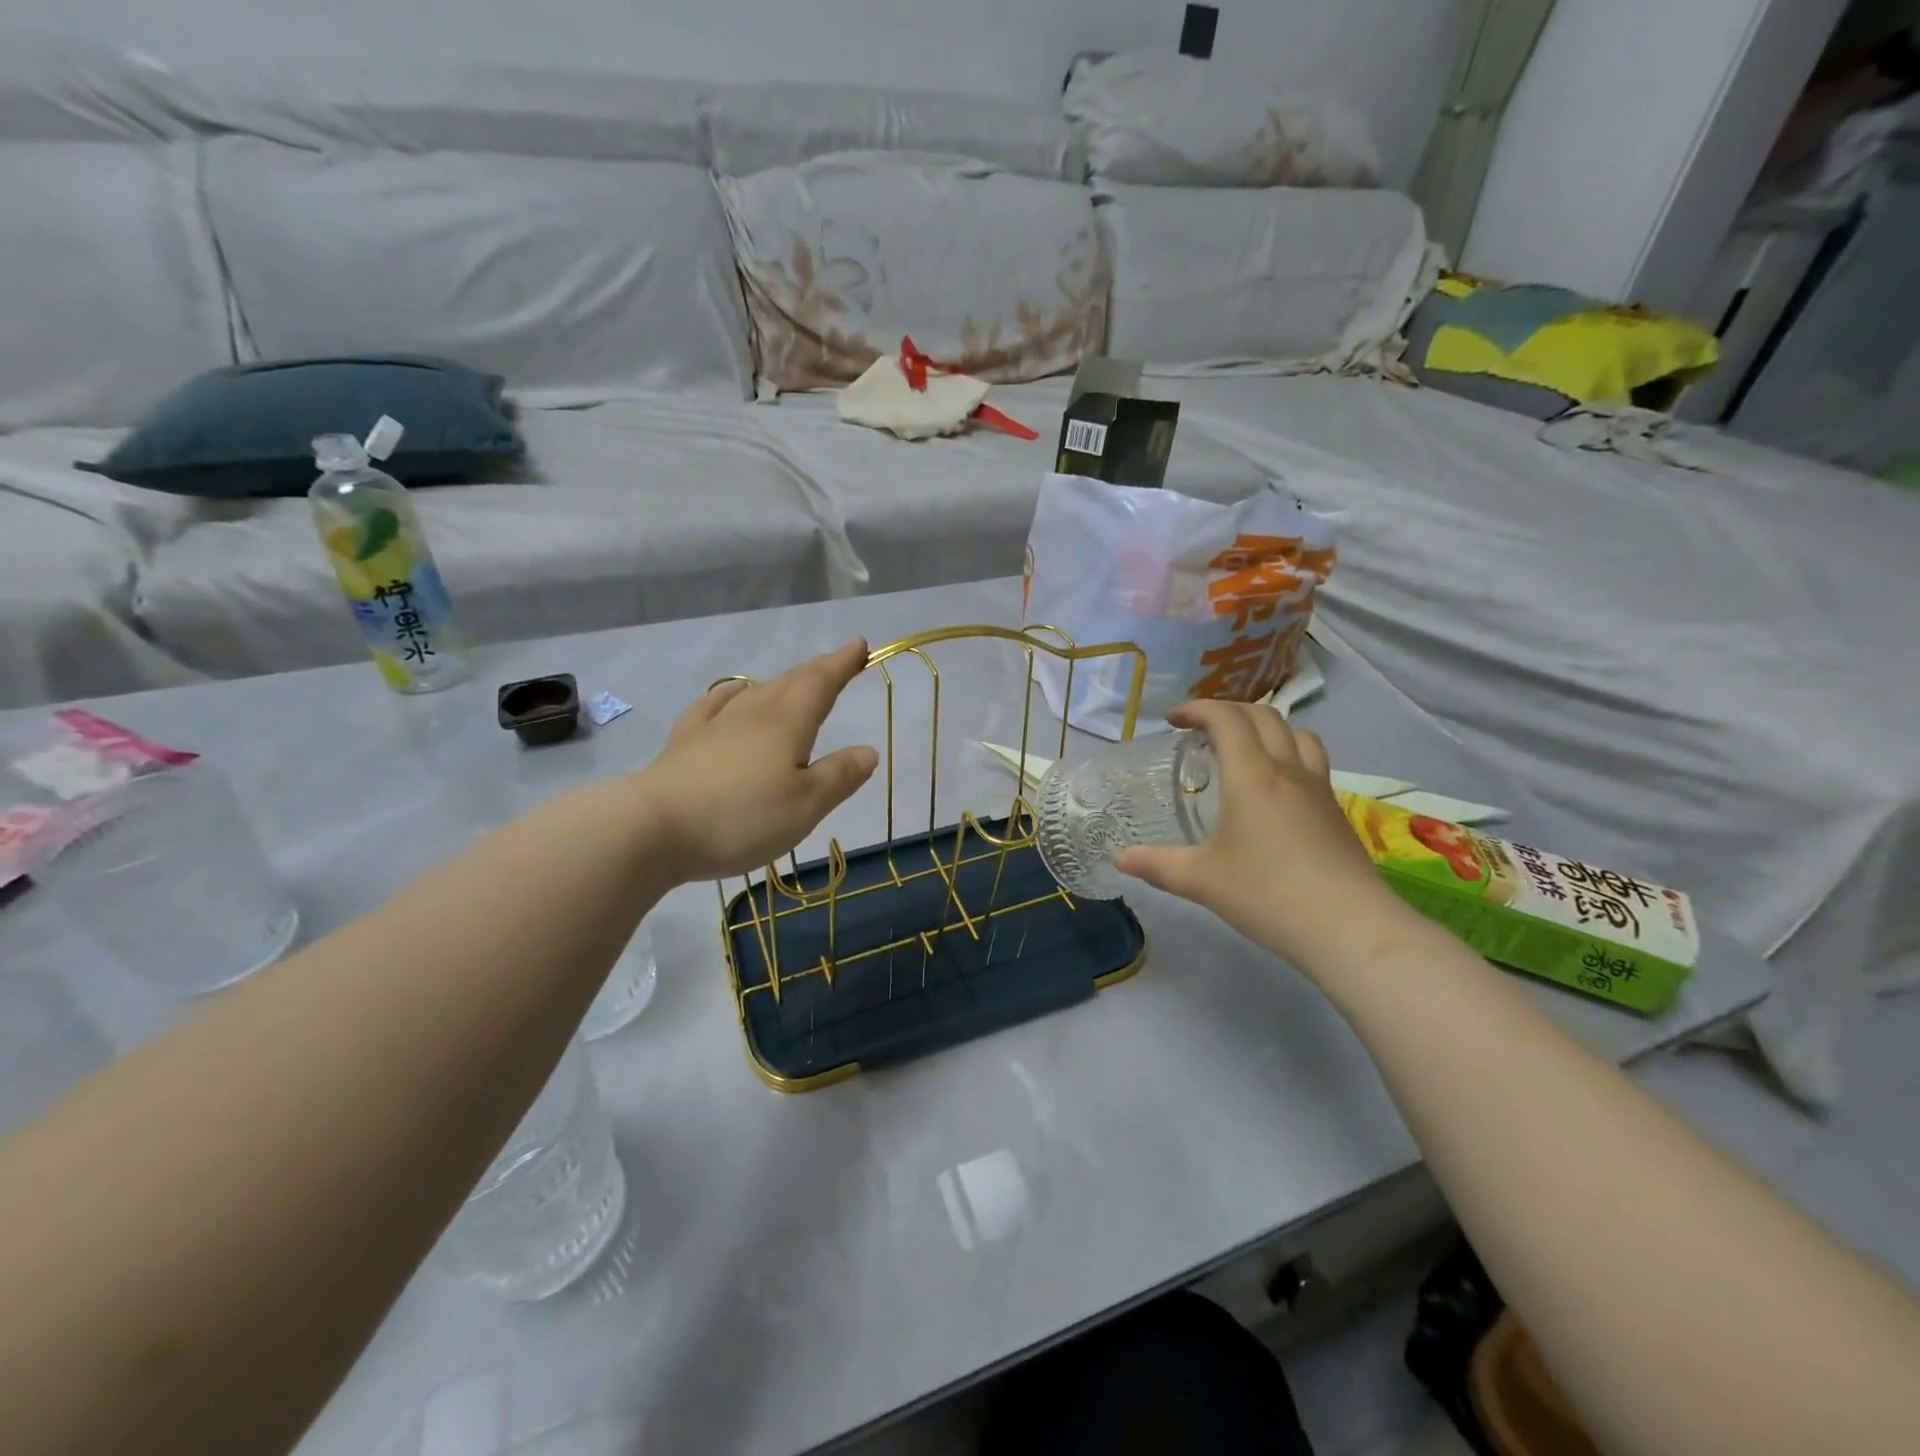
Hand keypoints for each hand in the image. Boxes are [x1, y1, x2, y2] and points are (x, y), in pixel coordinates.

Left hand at [634, 639, 879, 880]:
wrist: (653, 828)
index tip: (860, 645)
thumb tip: (868, 750)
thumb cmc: (741, 818)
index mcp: (788, 723)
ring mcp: (715, 724)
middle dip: (818, 669)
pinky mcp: (685, 742)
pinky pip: (714, 706)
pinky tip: (731, 695)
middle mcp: (753, 713)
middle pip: (791, 682)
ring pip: (756, 691)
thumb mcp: (805, 806)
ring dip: (782, 682)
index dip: (842, 663)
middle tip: (838, 662)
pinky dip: (731, 695)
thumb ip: (839, 776)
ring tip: (794, 682)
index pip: (821, 683)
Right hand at [1115, 700, 1414, 972]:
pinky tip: (1276, 791)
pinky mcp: (1337, 811)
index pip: (1226, 718)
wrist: (1349, 927)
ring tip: (1245, 750)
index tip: (1173, 720)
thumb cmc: (1267, 894)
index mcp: (1252, 776)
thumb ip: (1157, 865)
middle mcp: (1288, 770)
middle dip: (1229, 712)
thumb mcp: (1201, 880)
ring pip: (1298, 733)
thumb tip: (1120, 858)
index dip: (1198, 708)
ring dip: (1267, 728)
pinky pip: (1313, 762)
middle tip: (1203, 731)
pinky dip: (1289, 755)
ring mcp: (1319, 789)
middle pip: (1264, 715)